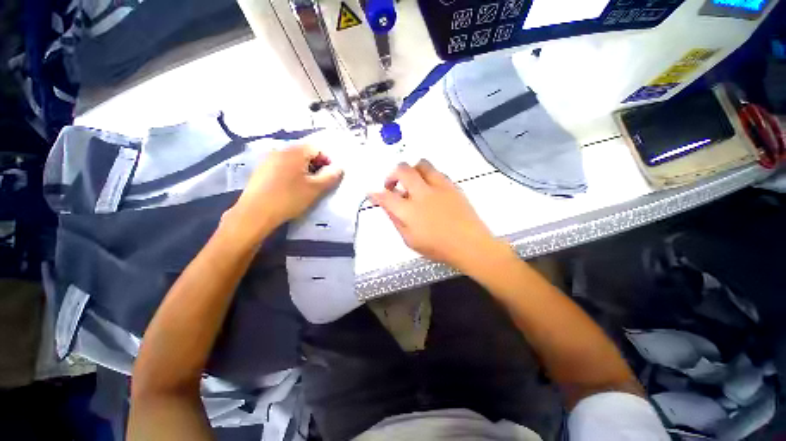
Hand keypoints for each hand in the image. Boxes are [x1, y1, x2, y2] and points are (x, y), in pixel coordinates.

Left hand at [225, 144, 342, 242]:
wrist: (255, 213)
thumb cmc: (289, 198)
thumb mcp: (315, 189)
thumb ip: (331, 176)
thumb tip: (340, 168)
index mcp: (294, 152)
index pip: (317, 148)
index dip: (327, 160)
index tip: (330, 176)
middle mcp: (280, 150)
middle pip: (304, 152)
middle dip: (316, 165)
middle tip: (320, 182)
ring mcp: (268, 159)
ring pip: (293, 159)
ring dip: (304, 169)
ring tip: (306, 186)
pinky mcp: (261, 169)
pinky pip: (282, 165)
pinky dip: (291, 172)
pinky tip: (290, 187)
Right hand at [370, 160, 502, 270]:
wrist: (470, 244)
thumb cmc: (438, 248)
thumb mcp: (411, 241)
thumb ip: (397, 221)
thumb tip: (388, 207)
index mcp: (409, 211)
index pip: (386, 197)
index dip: (376, 194)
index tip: (372, 194)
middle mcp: (422, 193)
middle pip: (402, 170)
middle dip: (392, 174)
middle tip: (393, 185)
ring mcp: (439, 187)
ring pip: (421, 164)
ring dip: (412, 170)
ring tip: (412, 183)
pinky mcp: (452, 185)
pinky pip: (437, 172)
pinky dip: (428, 177)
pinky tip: (429, 189)